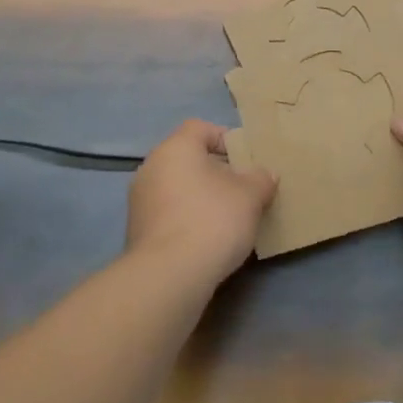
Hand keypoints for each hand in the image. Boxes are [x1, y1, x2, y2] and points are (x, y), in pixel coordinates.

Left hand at [127, 120, 276, 283]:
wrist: (170, 275)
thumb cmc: (213, 220)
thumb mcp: (251, 196)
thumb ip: (261, 179)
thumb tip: (265, 175)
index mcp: (175, 149)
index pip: (199, 128)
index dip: (225, 138)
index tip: (245, 160)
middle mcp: (150, 167)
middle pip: (187, 159)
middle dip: (215, 172)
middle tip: (242, 190)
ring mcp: (139, 200)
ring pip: (177, 187)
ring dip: (200, 197)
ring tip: (227, 218)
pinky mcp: (137, 230)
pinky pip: (168, 213)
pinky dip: (187, 218)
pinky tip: (206, 239)